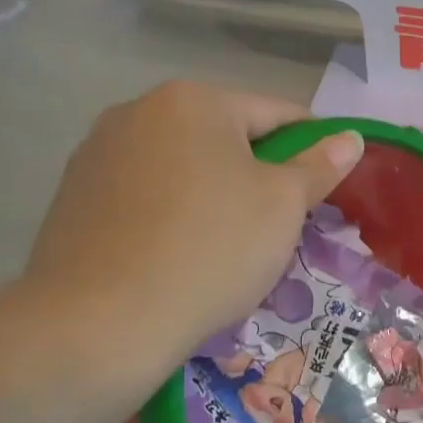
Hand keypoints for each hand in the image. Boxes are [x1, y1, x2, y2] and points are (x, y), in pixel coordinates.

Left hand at [19, 82, 362, 399]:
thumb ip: (320, 165)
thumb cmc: (211, 249)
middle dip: (260, 174)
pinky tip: (183, 256)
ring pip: (185, 168)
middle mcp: (139, 111)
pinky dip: (175, 215)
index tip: (329, 187)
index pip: (278, 114)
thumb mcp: (283, 205)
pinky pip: (147, 195)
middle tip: (283, 225)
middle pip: (226, 137)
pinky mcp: (74, 197)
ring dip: (217, 193)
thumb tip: (349, 138)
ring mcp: (98, 153)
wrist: (100, 322)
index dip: (314, 148)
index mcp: (194, 101)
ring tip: (232, 247)